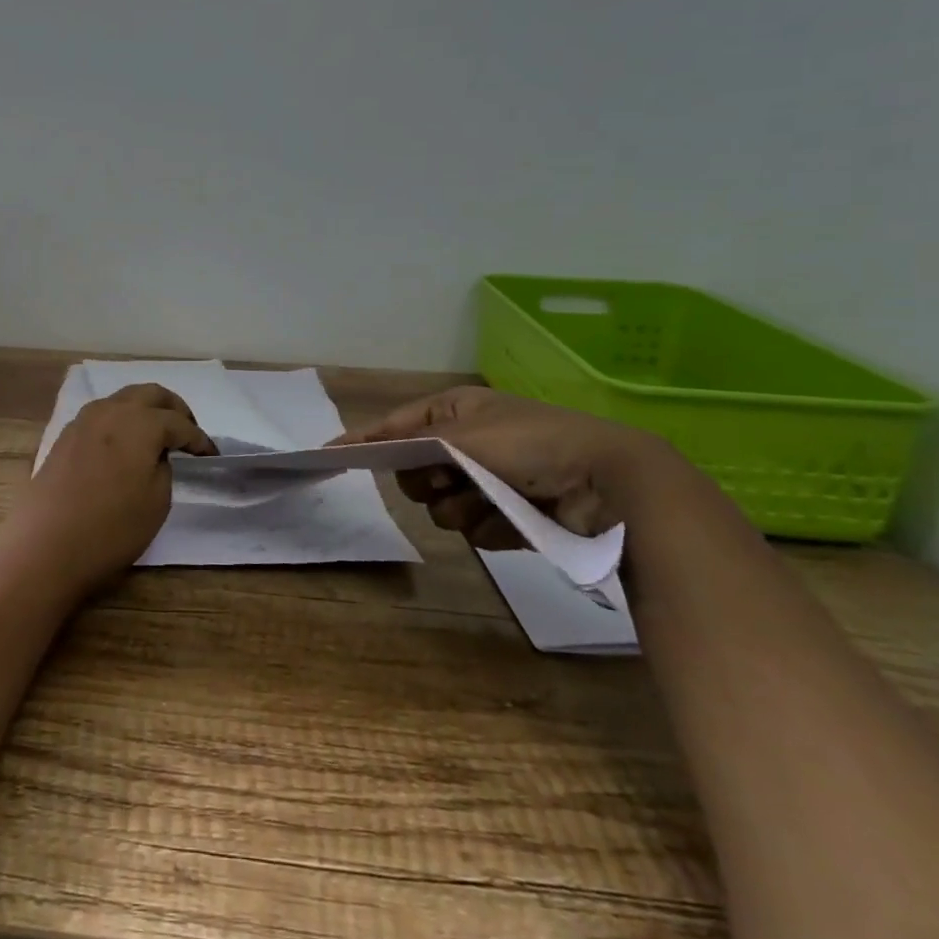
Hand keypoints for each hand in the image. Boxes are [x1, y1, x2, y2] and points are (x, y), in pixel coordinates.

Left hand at [9, 384, 215, 590]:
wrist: (45, 546)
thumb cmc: (111, 528)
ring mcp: (84, 420)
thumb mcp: (157, 502)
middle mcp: (112, 410)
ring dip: (145, 410)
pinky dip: (121, 421)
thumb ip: (163, 467)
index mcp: (140, 422)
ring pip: (123, 399)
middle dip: (174, 408)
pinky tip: (125, 444)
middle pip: (150, 394)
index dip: (199, 439)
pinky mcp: (65, 436)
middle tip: (187, 431)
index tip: (212, 455)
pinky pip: (102, 415)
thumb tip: (154, 454)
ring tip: (157, 436)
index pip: (179, 423)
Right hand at [337, 386, 675, 549]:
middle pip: (416, 470)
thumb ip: (413, 441)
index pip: (398, 425)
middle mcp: (471, 442)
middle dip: (425, 482)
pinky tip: (509, 522)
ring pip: (442, 504)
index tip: (330, 454)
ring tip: (486, 504)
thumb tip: (370, 444)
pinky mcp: (511, 514)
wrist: (609, 483)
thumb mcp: (463, 434)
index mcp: (458, 411)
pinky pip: (473, 528)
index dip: (366, 439)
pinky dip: (486, 526)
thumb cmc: (530, 444)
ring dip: (457, 508)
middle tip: (443, 482)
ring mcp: (491, 479)